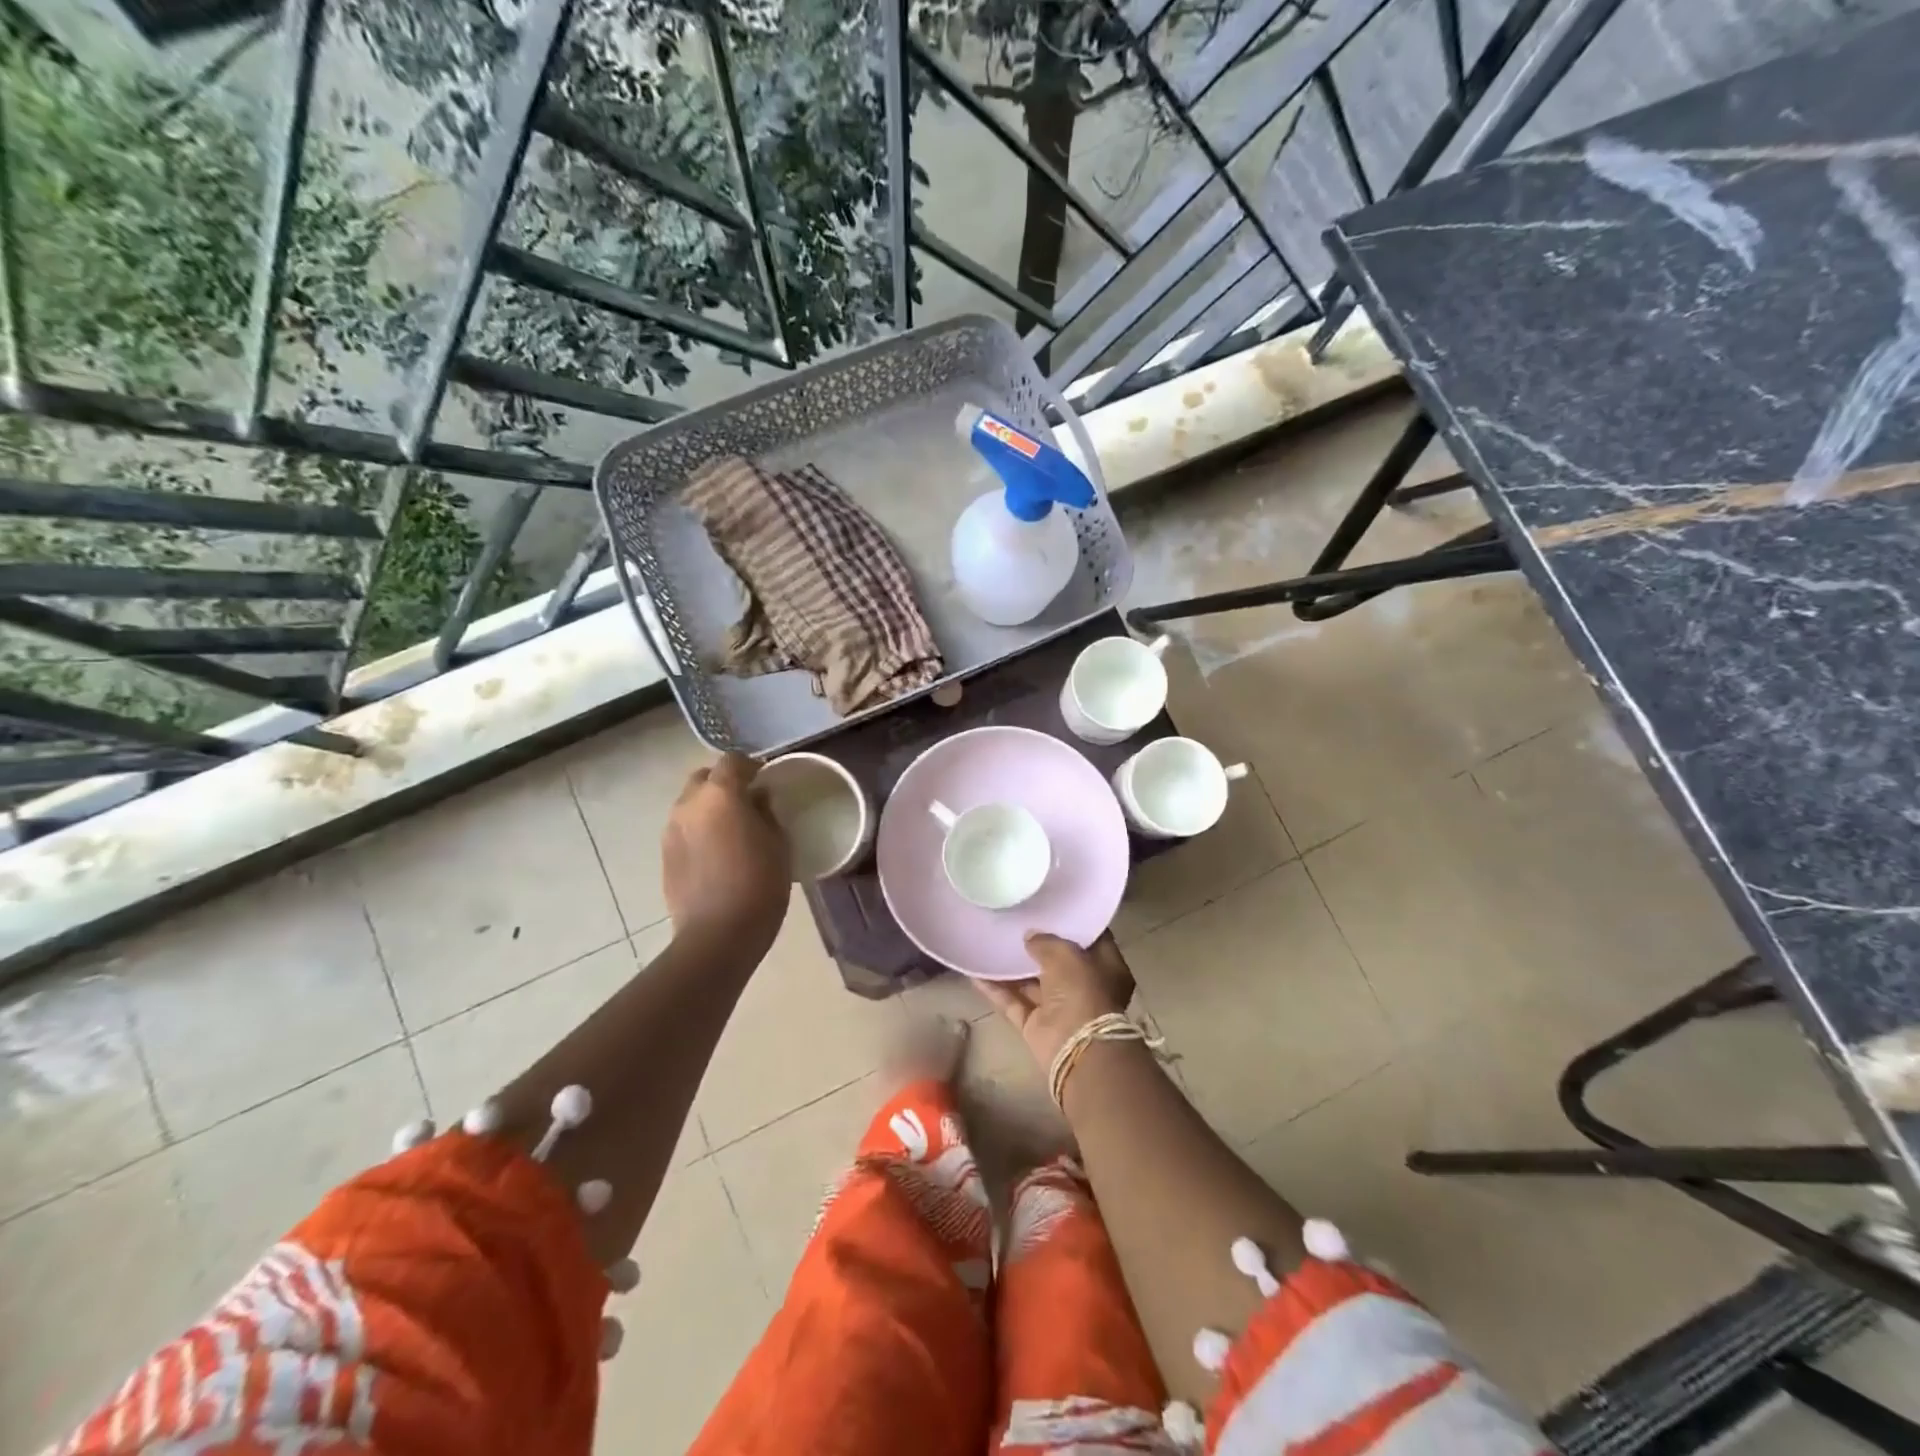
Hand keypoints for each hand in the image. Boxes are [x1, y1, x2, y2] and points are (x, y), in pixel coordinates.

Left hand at [662, 753, 790, 950]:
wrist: (717, 934)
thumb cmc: (759, 884)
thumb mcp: (778, 844)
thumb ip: (766, 812)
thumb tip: (757, 798)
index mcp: (720, 794)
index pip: (733, 761)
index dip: (751, 766)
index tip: (766, 780)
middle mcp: (689, 804)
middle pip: (705, 778)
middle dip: (724, 783)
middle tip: (747, 803)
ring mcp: (671, 830)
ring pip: (691, 804)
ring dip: (709, 808)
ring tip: (731, 830)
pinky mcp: (664, 855)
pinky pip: (684, 829)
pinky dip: (699, 830)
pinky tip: (717, 853)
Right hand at [976, 932, 1134, 1067]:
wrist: (1077, 1048)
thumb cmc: (1082, 990)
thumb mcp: (1066, 954)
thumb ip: (1046, 941)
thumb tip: (1030, 936)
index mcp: (1106, 967)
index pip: (1090, 939)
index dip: (1071, 923)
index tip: (1050, 907)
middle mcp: (1085, 987)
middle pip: (1059, 961)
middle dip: (1038, 944)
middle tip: (1015, 921)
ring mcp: (1059, 1008)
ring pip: (1032, 983)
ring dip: (1012, 966)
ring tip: (991, 940)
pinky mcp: (1036, 1025)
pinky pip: (1013, 1002)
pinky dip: (996, 989)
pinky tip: (976, 971)